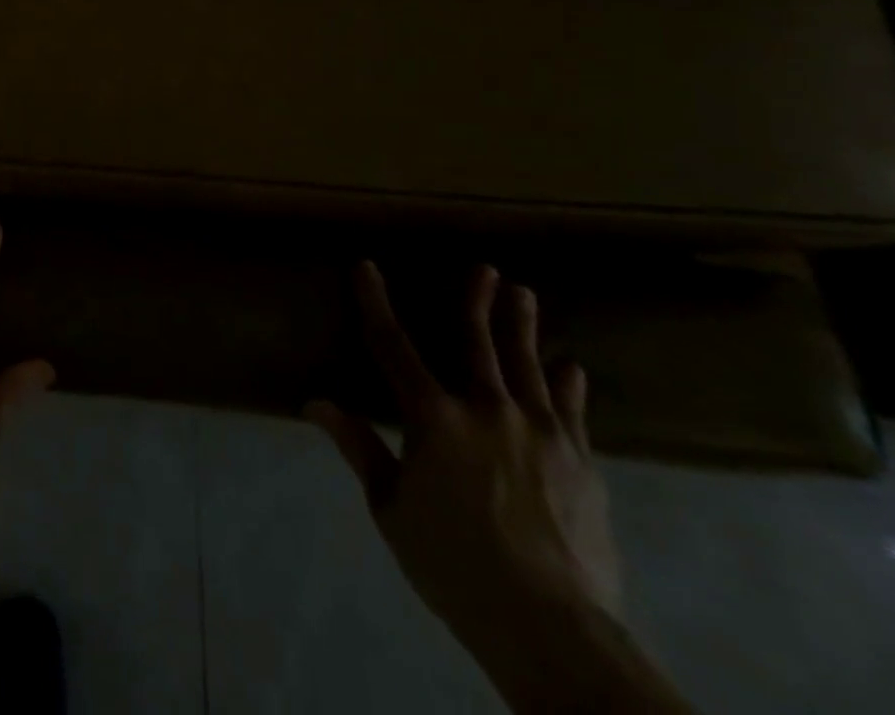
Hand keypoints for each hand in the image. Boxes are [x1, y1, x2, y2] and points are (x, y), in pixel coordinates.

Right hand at [307, 263, 620, 659]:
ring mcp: (540, 432)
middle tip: (484, 269)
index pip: (393, 344)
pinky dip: (567, 386)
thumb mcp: (391, 507)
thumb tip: (314, 402)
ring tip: (524, 294)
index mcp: (434, 417)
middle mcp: (487, 409)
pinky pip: (571, 411)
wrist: (552, 627)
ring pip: (527, 365)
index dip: (376, 302)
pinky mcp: (580, 462)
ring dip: (523, 327)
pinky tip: (570, 368)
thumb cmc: (454, 563)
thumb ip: (359, 446)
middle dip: (476, 300)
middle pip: (477, 342)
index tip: (367, 267)